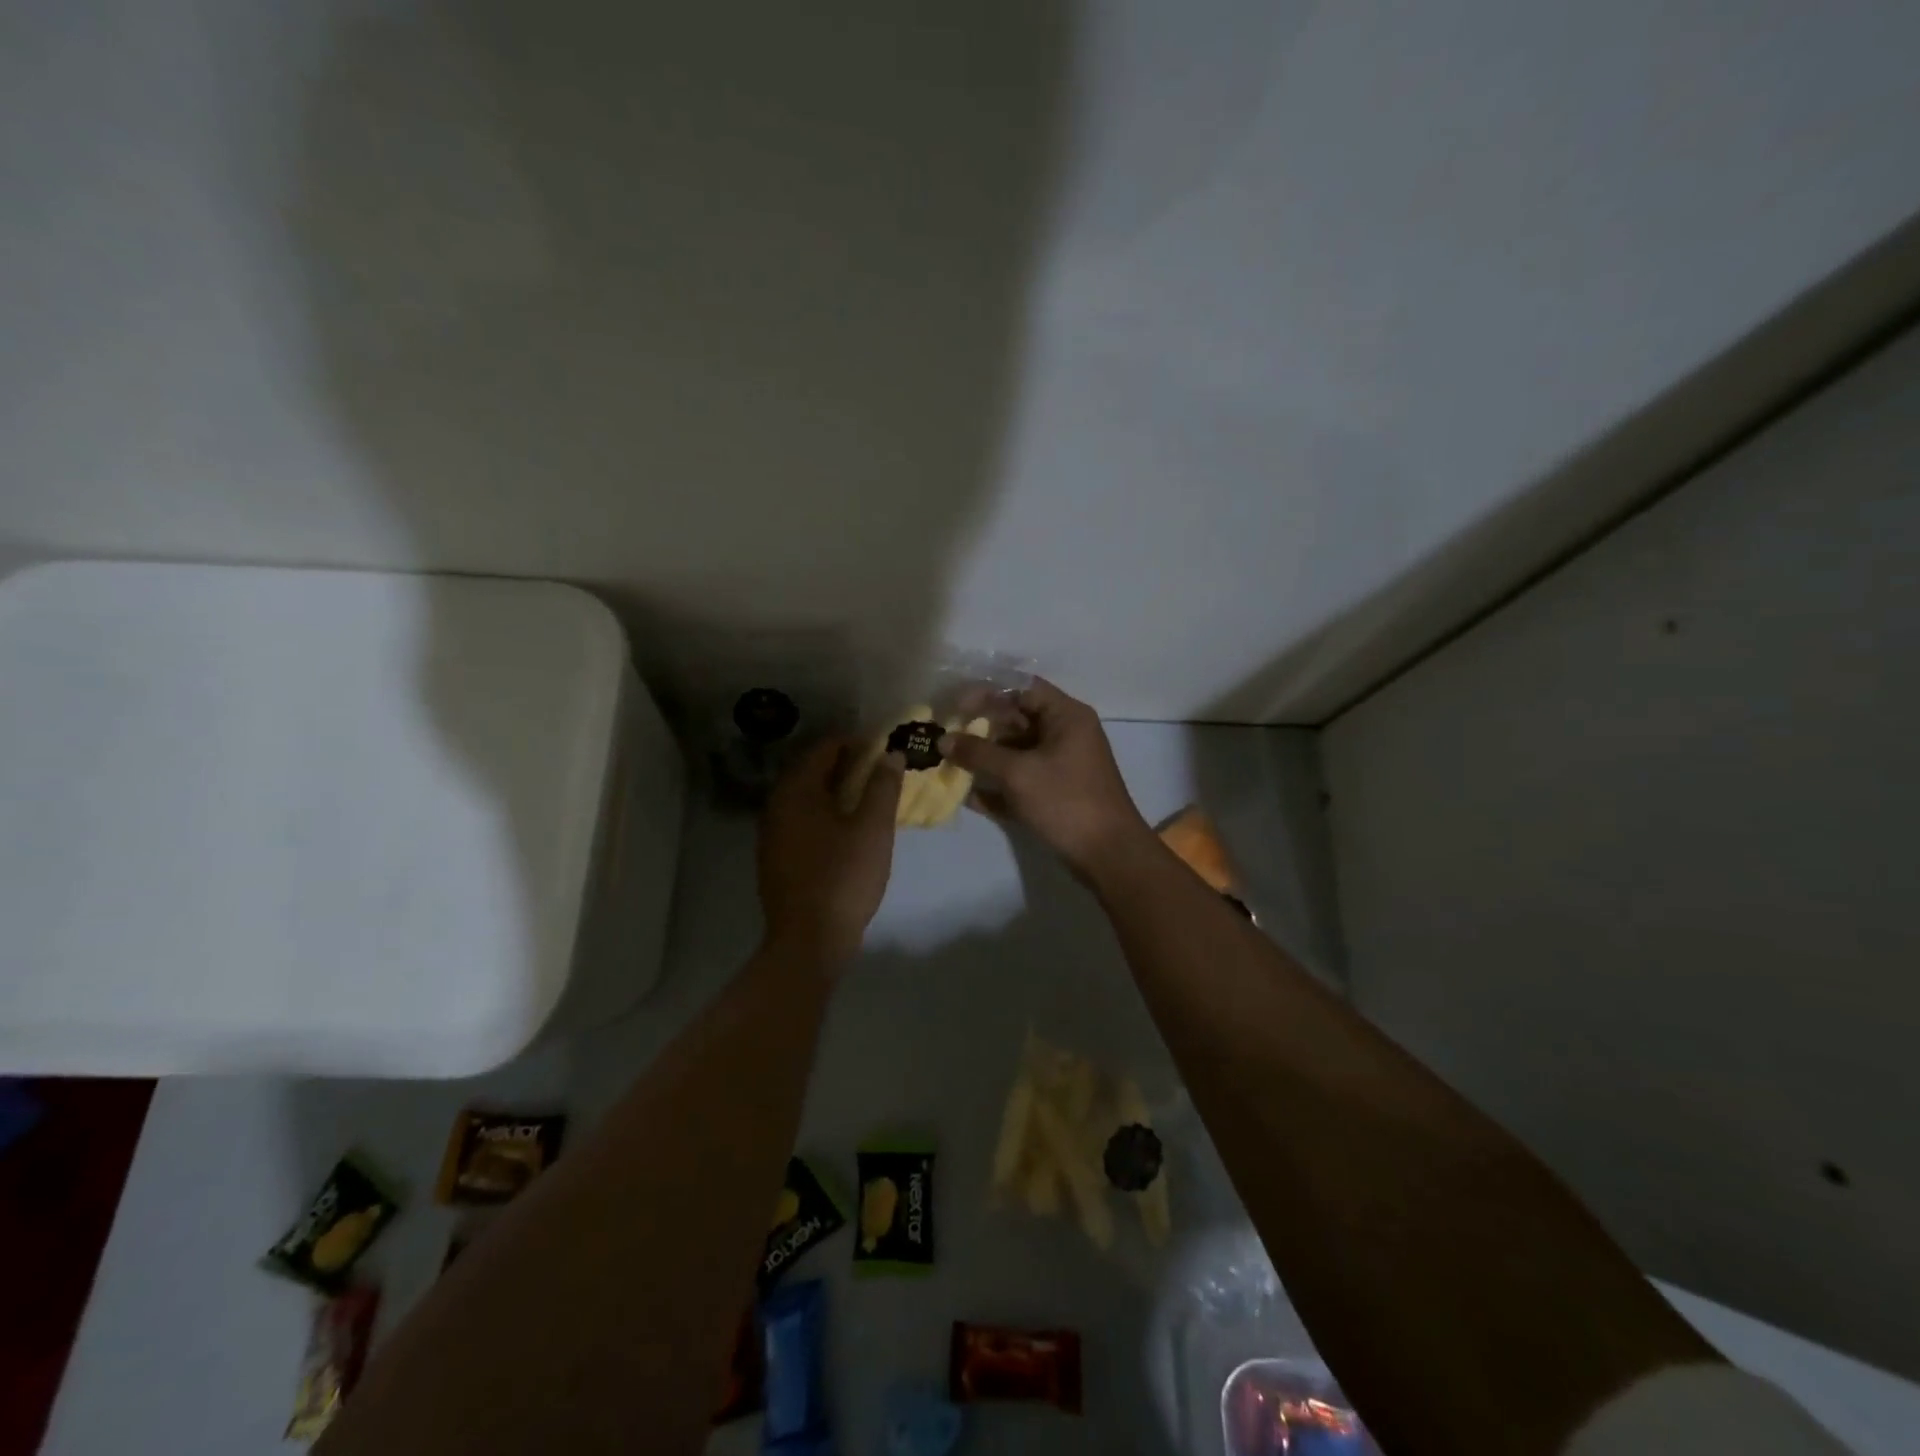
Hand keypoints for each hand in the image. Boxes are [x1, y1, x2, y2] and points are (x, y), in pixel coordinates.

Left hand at [758, 737, 903, 968]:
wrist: (809, 940)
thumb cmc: (844, 877)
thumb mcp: (873, 828)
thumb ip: (883, 786)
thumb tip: (891, 755)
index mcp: (796, 791)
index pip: (824, 748)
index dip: (856, 742)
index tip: (883, 748)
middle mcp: (776, 805)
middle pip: (812, 771)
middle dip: (846, 766)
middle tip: (879, 771)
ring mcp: (772, 834)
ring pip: (806, 798)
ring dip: (835, 791)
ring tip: (868, 798)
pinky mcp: (775, 858)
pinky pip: (801, 821)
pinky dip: (824, 814)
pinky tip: (846, 830)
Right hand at [939, 678, 1148, 875]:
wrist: (1108, 854)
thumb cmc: (1066, 801)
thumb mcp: (1018, 773)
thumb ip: (978, 753)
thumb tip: (943, 740)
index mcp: (1066, 716)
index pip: (1022, 688)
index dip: (987, 693)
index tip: (956, 707)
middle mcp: (1066, 734)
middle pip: (1017, 719)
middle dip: (981, 729)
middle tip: (947, 738)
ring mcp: (1062, 764)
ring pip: (1017, 751)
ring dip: (986, 758)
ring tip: (951, 765)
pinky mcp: (1056, 792)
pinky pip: (1022, 779)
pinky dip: (999, 785)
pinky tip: (969, 797)